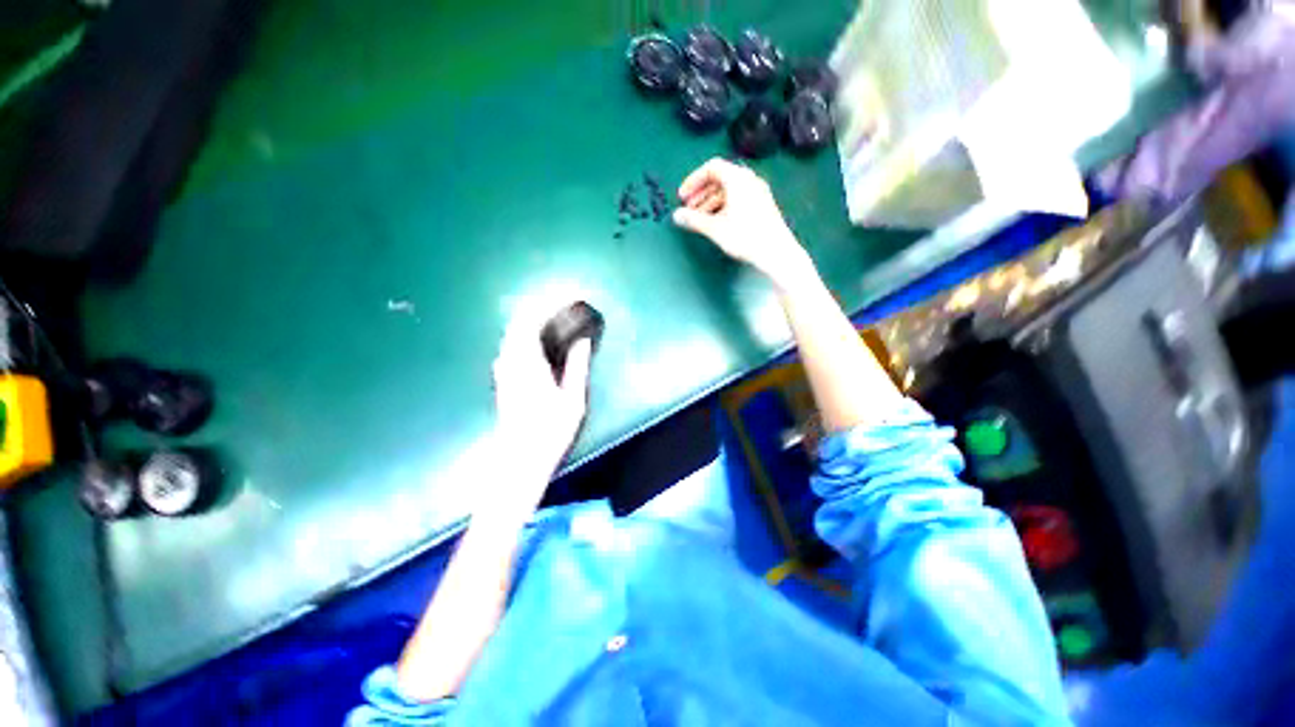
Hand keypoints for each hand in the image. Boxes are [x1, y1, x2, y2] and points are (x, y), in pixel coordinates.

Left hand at [492, 305, 592, 482]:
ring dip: (533, 318)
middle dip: (541, 306)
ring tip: (556, 315)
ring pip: (514, 331)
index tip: (570, 297)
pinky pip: (513, 343)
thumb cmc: (550, 432)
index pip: (532, 320)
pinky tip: (541, 338)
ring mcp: (503, 369)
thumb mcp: (573, 400)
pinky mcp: (503, 377)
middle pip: (519, 321)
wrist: (519, 459)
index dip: (549, 304)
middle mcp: (510, 361)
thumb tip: (583, 340)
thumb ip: (577, 365)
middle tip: (565, 302)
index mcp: (527, 363)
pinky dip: (527, 332)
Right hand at [672, 158, 812, 286]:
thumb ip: (694, 220)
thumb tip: (676, 215)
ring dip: (710, 201)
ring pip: (729, 190)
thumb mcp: (715, 228)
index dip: (693, 180)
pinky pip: (738, 198)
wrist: (776, 252)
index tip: (682, 197)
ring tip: (700, 219)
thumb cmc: (745, 236)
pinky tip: (717, 223)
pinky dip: (723, 206)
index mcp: (738, 179)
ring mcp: (758, 192)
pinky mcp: (762, 206)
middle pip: (720, 178)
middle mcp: (749, 180)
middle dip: (701, 192)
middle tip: (689, 209)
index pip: (711, 167)